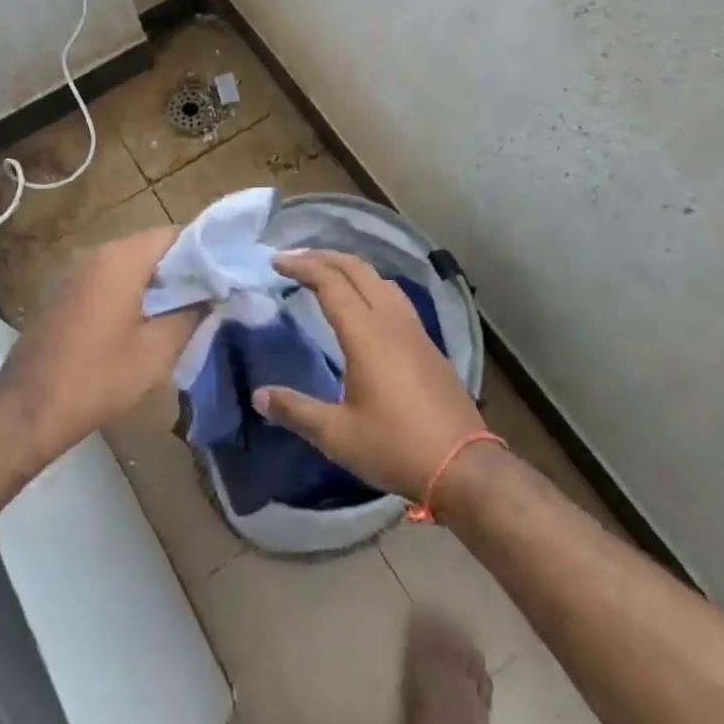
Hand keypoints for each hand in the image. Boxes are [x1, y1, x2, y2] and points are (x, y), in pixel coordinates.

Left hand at [0, 226, 200, 463]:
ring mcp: (76, 272)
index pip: (174, 234)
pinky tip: (143, 324)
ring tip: (182, 313)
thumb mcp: (158, 350)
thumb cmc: (99, 377)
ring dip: (156, 283)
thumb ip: (192, 313)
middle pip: (151, 247)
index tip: (223, 278)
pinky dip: (131, 292)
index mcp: (121, 258)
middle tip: (208, 298)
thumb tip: (212, 294)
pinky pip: (108, 280)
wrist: (28, 409)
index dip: (203, 253)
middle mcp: (96, 253)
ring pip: (129, 264)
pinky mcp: (64, 293)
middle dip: (181, 270)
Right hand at [252, 250, 486, 499]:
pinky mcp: (429, 345)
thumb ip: (296, 410)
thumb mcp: (337, 435)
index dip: (302, 267)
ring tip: (327, 275)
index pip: (330, 282)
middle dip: (324, 257)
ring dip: (350, 269)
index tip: (276, 263)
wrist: (464, 466)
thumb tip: (259, 395)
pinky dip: (371, 286)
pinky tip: (365, 307)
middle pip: (357, 269)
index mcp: (366, 334)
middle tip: (295, 260)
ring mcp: (415, 331)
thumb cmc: (395, 447)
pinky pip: (395, 298)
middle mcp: (391, 321)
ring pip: (380, 280)